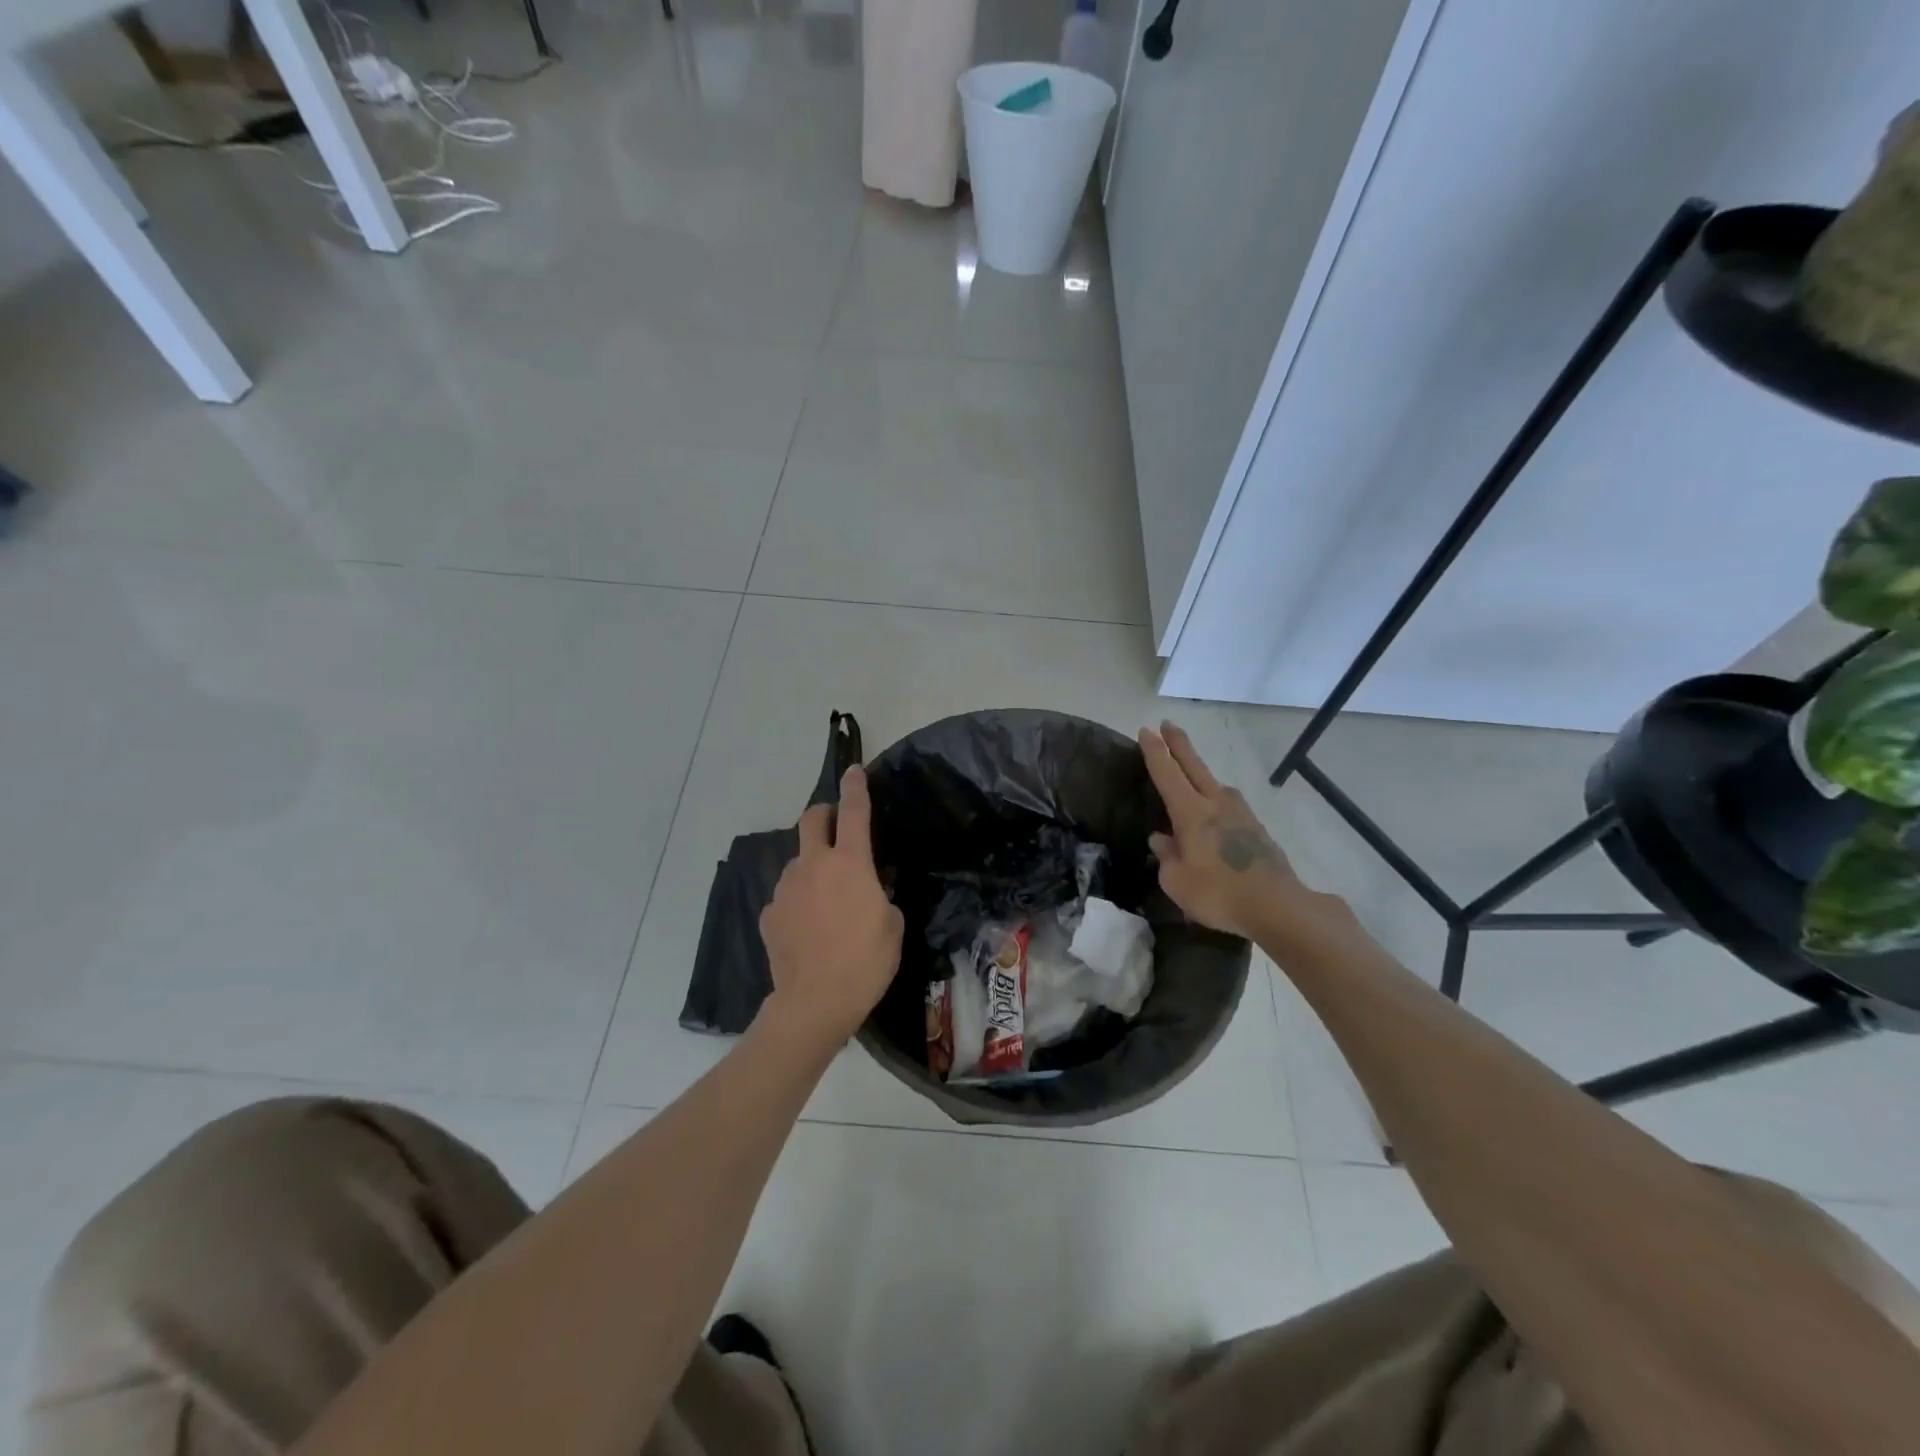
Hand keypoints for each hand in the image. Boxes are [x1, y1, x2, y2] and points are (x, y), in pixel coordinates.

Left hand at [759, 765, 904, 1044]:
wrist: (815, 1002)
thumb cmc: (866, 961)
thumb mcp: (893, 924)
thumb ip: (881, 895)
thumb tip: (870, 887)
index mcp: (850, 863)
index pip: (854, 811)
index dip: (855, 787)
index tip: (854, 771)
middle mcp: (813, 865)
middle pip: (812, 819)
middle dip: (824, 813)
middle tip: (835, 825)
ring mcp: (786, 887)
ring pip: (798, 861)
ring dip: (812, 866)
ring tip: (826, 899)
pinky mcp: (769, 913)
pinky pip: (787, 895)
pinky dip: (799, 900)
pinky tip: (808, 928)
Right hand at [1140, 721, 1332, 941]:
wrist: (1278, 905)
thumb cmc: (1218, 893)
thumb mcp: (1176, 881)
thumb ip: (1166, 856)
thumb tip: (1161, 839)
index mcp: (1191, 812)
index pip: (1167, 773)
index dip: (1155, 752)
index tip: (1146, 731)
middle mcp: (1216, 803)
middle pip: (1194, 766)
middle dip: (1179, 744)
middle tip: (1167, 724)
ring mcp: (1240, 814)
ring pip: (1215, 784)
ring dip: (1200, 772)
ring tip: (1190, 773)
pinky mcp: (1256, 829)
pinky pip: (1229, 804)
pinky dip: (1216, 799)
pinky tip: (1215, 812)